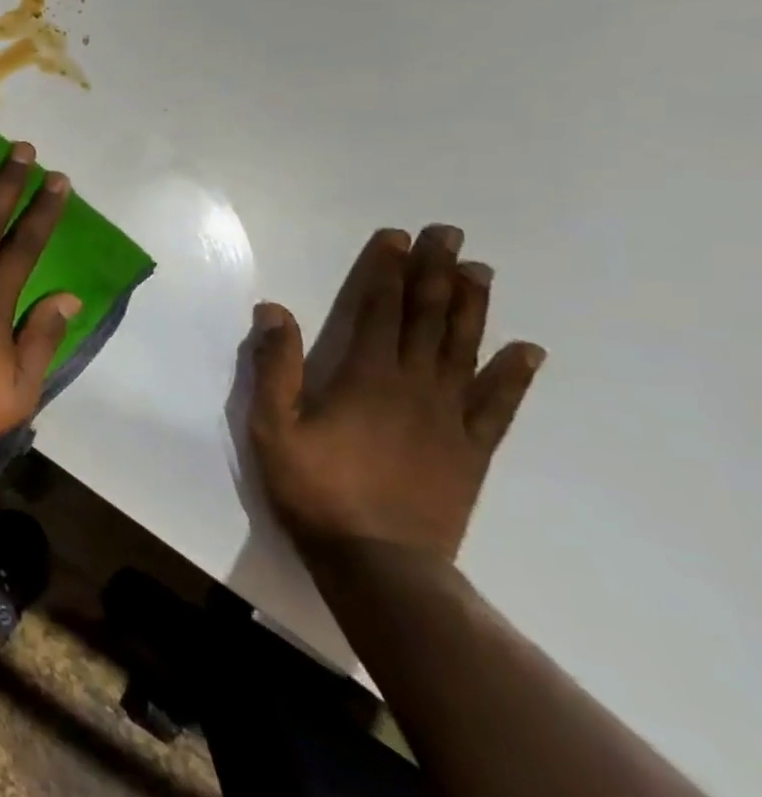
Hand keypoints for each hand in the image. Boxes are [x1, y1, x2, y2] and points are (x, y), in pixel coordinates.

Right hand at [248, 225, 546, 564]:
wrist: (379, 561)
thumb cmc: (314, 487)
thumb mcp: (272, 426)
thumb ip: (274, 366)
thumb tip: (274, 309)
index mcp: (365, 377)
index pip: (378, 310)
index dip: (387, 271)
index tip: (397, 238)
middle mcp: (414, 386)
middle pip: (427, 319)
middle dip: (436, 274)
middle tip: (449, 236)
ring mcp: (449, 417)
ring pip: (464, 349)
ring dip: (472, 308)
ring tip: (481, 272)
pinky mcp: (470, 448)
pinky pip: (498, 404)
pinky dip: (513, 376)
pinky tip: (525, 351)